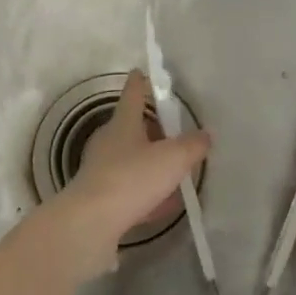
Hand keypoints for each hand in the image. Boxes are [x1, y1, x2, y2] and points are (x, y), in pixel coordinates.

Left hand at [53, 72, 208, 280]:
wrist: (91, 223)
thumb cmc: (132, 178)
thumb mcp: (173, 159)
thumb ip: (192, 145)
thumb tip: (204, 135)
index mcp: (124, 123)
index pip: (133, 94)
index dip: (140, 82)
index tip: (141, 71)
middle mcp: (109, 142)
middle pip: (131, 128)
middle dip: (151, 128)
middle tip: (173, 131)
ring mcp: (101, 170)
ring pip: (130, 159)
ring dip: (149, 163)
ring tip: (173, 172)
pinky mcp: (100, 198)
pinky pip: (129, 189)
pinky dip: (145, 192)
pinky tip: (162, 205)